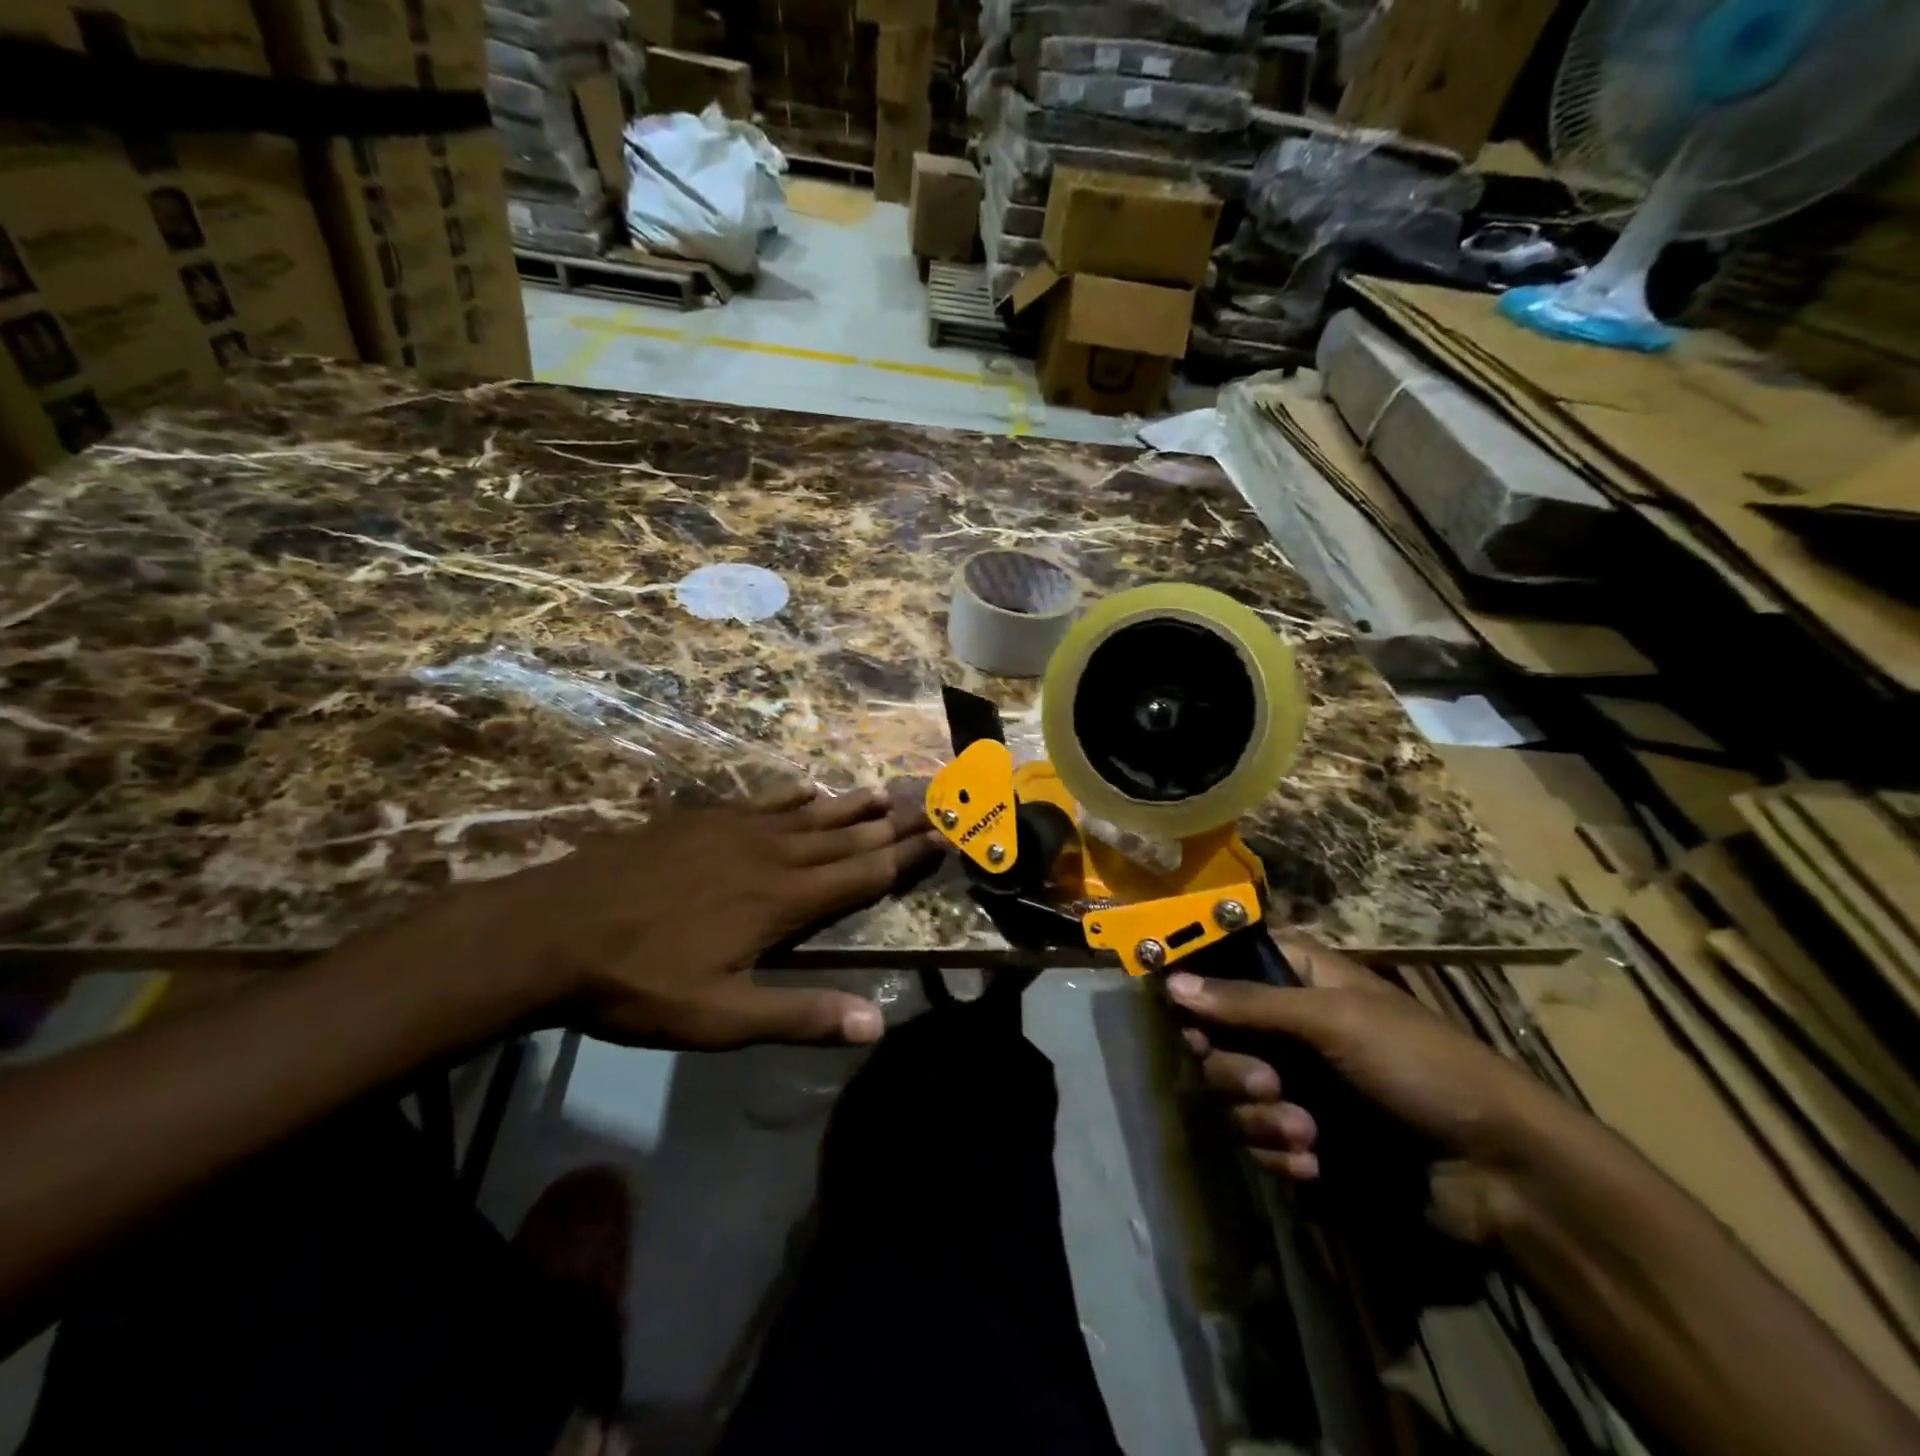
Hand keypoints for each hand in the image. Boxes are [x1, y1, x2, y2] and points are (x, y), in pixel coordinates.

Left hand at [420, 780, 941, 1049]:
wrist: (551, 930)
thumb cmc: (639, 982)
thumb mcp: (720, 1017)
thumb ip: (800, 1015)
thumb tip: (877, 1022)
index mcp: (783, 900)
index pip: (862, 874)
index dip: (906, 856)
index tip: (943, 834)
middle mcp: (770, 856)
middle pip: (845, 837)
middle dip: (892, 824)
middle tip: (930, 803)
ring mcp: (733, 831)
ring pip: (808, 815)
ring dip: (850, 806)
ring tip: (884, 792)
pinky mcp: (699, 820)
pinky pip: (761, 802)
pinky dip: (792, 796)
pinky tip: (807, 787)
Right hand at [1168, 934, 1558, 1239]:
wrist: (1501, 1173)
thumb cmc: (1420, 1067)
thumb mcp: (1334, 1020)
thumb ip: (1248, 1002)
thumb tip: (1171, 983)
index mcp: (1301, 981)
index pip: (1227, 965)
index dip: (1201, 986)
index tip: (1185, 1011)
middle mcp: (1289, 1028)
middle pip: (1217, 1036)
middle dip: (1236, 1068)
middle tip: (1269, 1083)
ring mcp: (1297, 1085)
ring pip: (1233, 1094)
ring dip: (1261, 1118)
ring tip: (1306, 1135)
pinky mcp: (1305, 1138)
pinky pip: (1259, 1140)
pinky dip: (1280, 1153)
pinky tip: (1314, 1164)